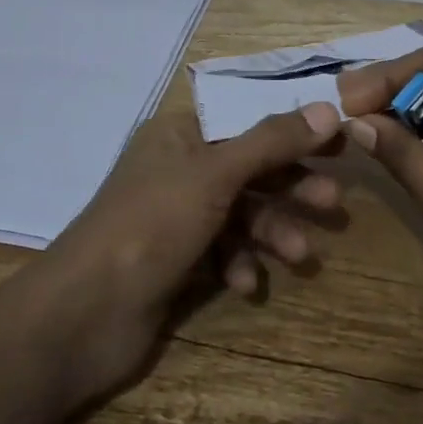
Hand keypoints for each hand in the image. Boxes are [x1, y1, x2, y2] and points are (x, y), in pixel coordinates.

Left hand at [32, 103, 346, 395]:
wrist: (84, 315)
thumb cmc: (152, 224)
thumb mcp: (216, 174)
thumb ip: (272, 141)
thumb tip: (325, 108)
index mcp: (179, 134)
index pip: (247, 118)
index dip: (292, 128)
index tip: (337, 140)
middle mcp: (178, 168)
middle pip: (249, 167)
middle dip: (290, 186)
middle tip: (334, 204)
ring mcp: (175, 216)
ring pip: (239, 213)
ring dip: (271, 231)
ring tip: (301, 256)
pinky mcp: (175, 260)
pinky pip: (221, 251)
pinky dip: (239, 263)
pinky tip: (247, 285)